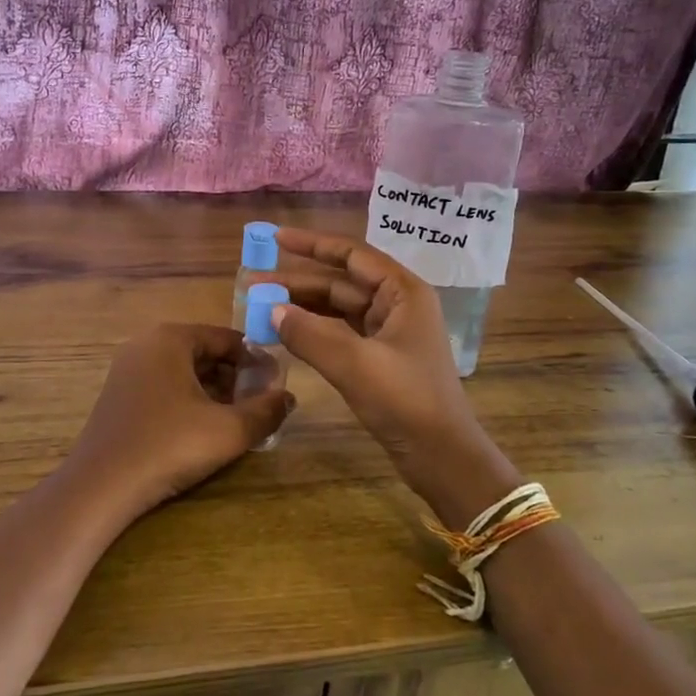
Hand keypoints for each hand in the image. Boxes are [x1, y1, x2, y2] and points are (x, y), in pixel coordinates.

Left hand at [63, 323, 292, 521]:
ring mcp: (128, 369)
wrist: (101, 486)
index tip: (276, 388)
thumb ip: (266, 411)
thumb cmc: (169, 446)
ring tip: (235, 421)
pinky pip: (164, 386)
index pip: (228, 338)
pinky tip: (202, 430)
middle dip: (235, 378)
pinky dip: (188, 400)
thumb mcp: (229, 430)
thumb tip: (288, 398)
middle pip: (205, 352)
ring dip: (214, 391)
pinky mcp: (119, 395)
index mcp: (171, 338)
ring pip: (185, 371)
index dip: (256, 362)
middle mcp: (147, 344)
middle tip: (258, 407)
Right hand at [271, 228, 520, 523]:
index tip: (276, 238)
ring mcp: (390, 333)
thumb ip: (310, 334)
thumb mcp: (354, 364)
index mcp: (404, 292)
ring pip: (339, 309)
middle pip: (341, 282)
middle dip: (298, 281)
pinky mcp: (381, 359)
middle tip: (253, 283)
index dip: (313, 244)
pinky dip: (315, 331)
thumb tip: (271, 309)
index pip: (352, 254)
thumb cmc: (406, 401)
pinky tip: (287, 334)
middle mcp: (398, 305)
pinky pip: (341, 333)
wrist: (442, 456)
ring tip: (262, 307)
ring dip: (303, 307)